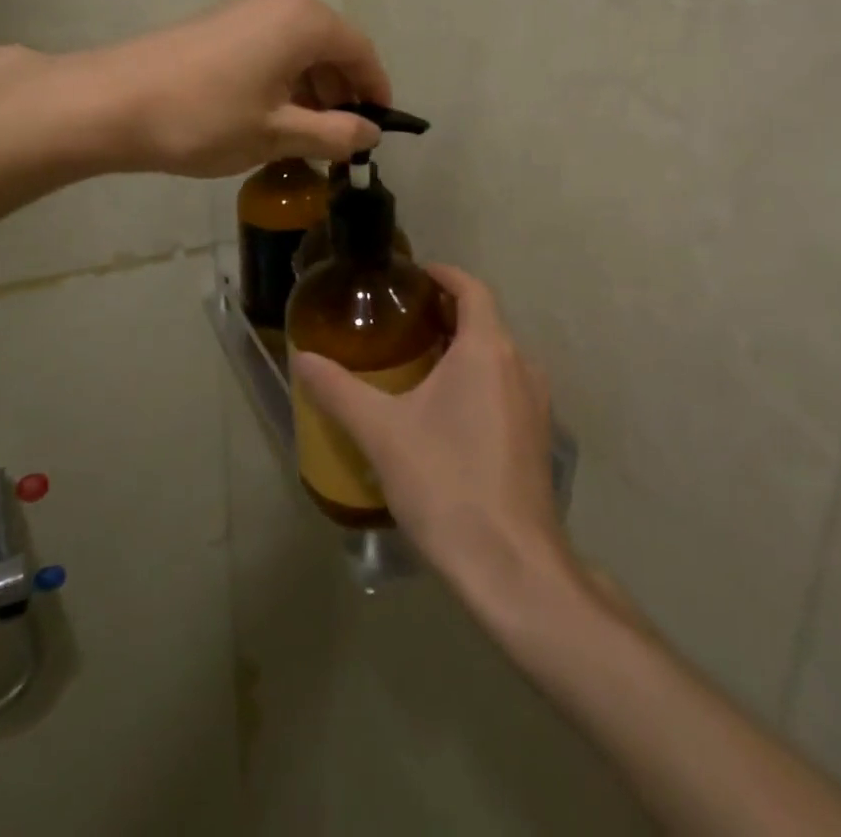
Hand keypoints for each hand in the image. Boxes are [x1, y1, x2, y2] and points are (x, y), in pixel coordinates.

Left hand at [70, 0, 392, 177]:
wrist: (112, 103)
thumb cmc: (206, 118)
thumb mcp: (277, 133)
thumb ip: (333, 133)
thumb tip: (370, 133)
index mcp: (305, 21)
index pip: (362, 52)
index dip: (376, 91)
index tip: (378, 129)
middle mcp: (282, 2)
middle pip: (332, 46)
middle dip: (342, 92)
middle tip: (339, 139)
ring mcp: (247, 9)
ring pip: (300, 48)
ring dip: (312, 89)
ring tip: (305, 135)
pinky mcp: (220, 22)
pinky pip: (272, 47)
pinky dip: (284, 79)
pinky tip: (270, 116)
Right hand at [292, 265, 571, 607]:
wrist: (510, 565)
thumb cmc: (445, 481)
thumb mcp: (381, 432)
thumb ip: (339, 390)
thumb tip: (302, 358)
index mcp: (487, 349)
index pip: (472, 288)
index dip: (444, 274)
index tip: (413, 275)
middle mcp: (521, 365)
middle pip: (485, 320)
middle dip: (446, 312)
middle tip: (402, 319)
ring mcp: (536, 403)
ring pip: (497, 356)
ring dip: (462, 347)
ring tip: (418, 361)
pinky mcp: (538, 437)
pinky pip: (506, 386)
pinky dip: (478, 379)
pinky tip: (446, 410)